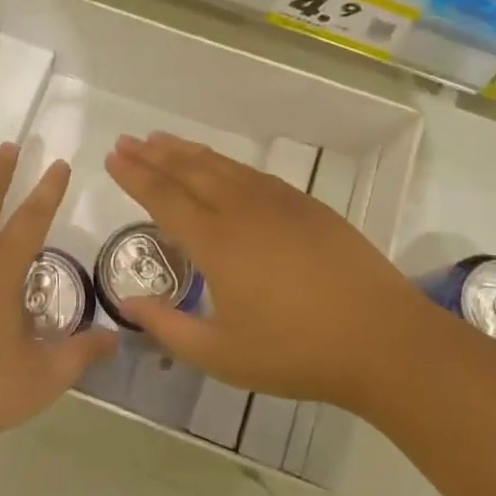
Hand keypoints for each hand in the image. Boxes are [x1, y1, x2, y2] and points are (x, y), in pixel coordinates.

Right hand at [104, 132, 421, 411]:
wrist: (381, 338)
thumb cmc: (296, 352)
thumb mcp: (222, 355)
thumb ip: (169, 328)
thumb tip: (130, 304)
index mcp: (218, 242)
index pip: (164, 197)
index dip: (135, 176)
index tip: (113, 156)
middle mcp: (243, 210)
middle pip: (190, 171)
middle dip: (154, 153)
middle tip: (128, 140)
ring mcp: (279, 202)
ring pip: (222, 165)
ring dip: (188, 151)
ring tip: (163, 140)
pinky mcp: (307, 205)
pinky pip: (253, 173)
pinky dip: (225, 163)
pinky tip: (220, 165)